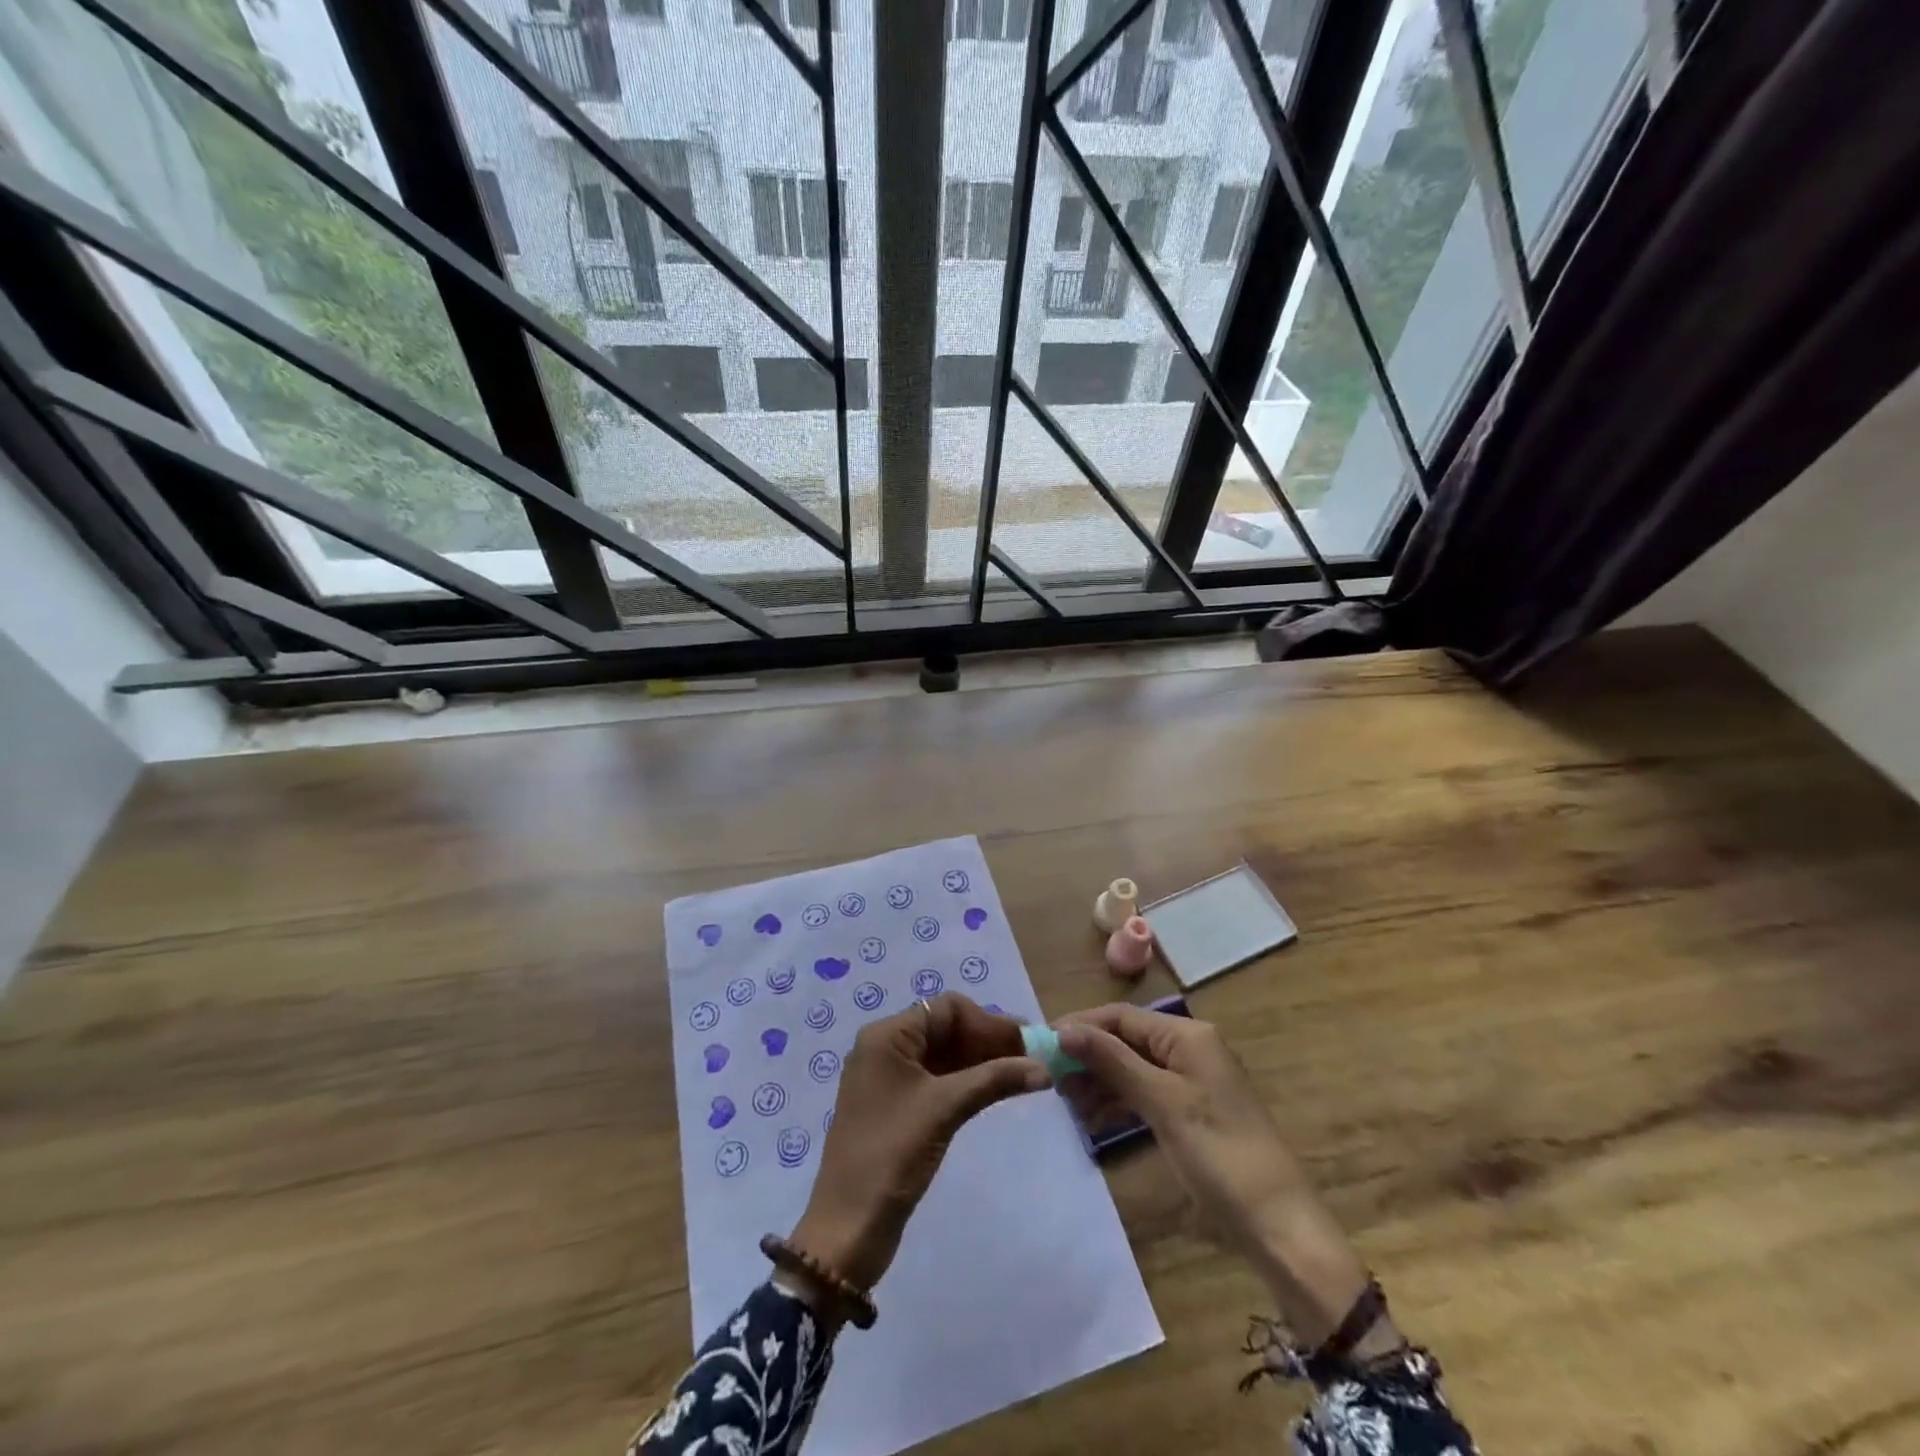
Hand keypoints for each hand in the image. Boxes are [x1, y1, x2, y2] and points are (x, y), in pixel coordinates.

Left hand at [791, 993, 1049, 1294]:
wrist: (849, 1227)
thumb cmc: (893, 1153)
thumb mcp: (945, 1108)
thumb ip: (994, 1079)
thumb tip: (1044, 1068)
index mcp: (887, 1035)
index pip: (946, 1009)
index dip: (988, 1021)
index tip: (1026, 1042)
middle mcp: (885, 1047)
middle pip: (945, 1029)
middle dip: (988, 1040)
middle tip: (1032, 1057)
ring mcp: (889, 1079)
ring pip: (943, 1055)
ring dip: (981, 1061)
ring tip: (1023, 1074)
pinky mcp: (896, 1107)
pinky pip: (937, 1079)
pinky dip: (966, 1082)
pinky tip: (996, 1091)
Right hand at [1057, 1004, 1377, 1347]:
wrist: (1277, 1226)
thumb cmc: (1218, 1154)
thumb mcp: (1161, 1102)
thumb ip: (1112, 1061)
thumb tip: (1064, 1029)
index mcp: (1187, 1036)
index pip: (1121, 1016)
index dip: (1081, 1026)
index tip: (1041, 1044)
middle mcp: (1189, 1048)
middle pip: (1125, 1040)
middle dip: (1088, 1056)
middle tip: (1050, 1080)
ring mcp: (1191, 1081)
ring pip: (1132, 1067)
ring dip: (1099, 1081)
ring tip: (1066, 1103)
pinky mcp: (1190, 1112)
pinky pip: (1144, 1093)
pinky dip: (1118, 1102)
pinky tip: (1093, 1119)